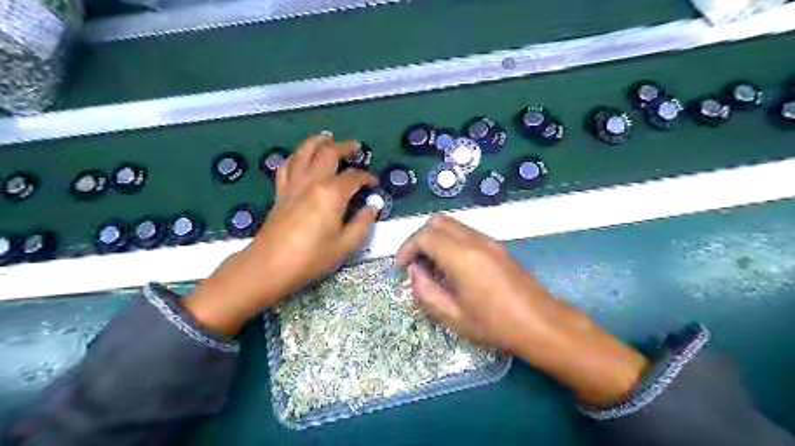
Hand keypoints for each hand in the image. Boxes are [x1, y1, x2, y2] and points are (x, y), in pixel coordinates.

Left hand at [186, 133, 375, 336]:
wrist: (270, 265)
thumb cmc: (311, 257)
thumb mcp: (345, 245)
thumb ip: (362, 223)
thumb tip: (372, 207)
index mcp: (331, 194)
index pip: (353, 177)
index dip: (366, 177)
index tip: (373, 182)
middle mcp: (311, 182)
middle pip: (328, 154)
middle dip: (344, 147)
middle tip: (355, 146)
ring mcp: (293, 185)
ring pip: (304, 153)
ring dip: (317, 142)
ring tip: (327, 137)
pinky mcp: (280, 192)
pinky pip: (286, 166)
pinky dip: (295, 156)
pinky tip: (299, 156)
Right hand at [394, 214, 648, 409]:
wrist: (542, 324)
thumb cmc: (496, 325)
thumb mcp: (453, 316)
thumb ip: (426, 291)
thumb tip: (414, 273)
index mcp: (461, 256)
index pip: (425, 235)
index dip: (406, 248)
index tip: (400, 266)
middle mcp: (475, 240)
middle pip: (437, 221)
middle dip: (419, 238)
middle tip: (414, 263)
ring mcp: (489, 241)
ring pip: (452, 224)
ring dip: (435, 238)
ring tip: (431, 266)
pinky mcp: (497, 246)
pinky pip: (466, 233)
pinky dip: (450, 241)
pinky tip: (451, 266)